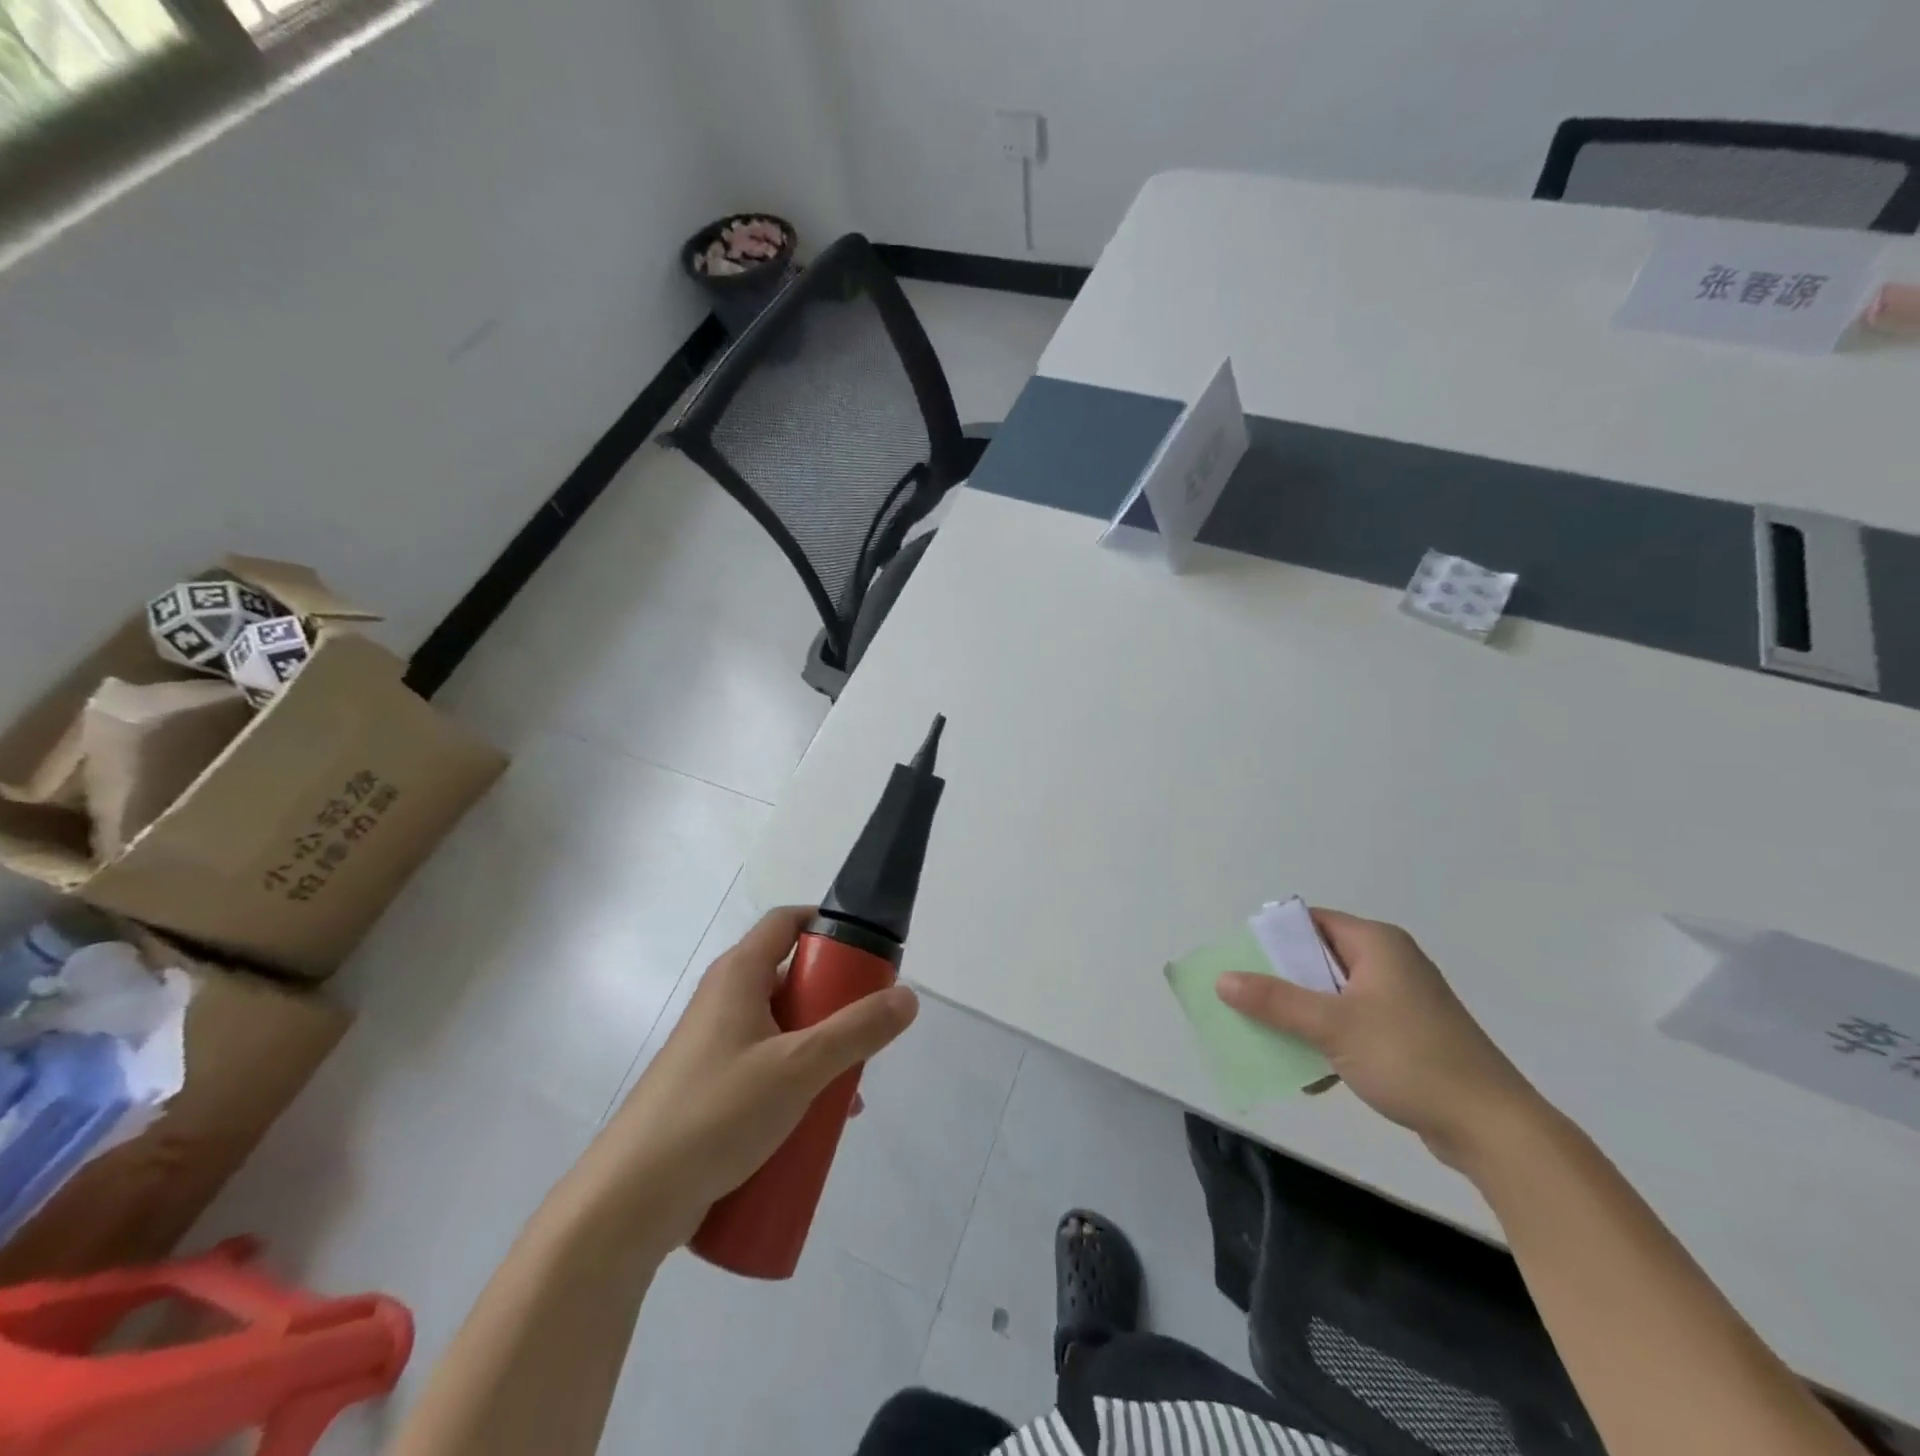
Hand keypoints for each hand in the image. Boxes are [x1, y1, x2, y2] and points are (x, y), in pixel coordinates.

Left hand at [597, 906, 919, 1248]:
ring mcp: (714, 1047)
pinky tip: (819, 1122)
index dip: (828, 925)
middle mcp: (724, 1001)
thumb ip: (857, 1031)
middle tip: (867, 1030)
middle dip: (835, 1003)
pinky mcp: (711, 1090)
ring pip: (782, 1029)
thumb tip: (908, 997)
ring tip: (850, 1089)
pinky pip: (765, 1069)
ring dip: (820, 1050)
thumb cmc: (716, 1113)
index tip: (868, 954)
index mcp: (738, 976)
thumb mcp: (799, 1068)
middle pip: (791, 978)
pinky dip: (796, 1082)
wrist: (629, 1202)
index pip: (787, 922)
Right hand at [1215, 909, 1542, 1168]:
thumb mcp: (1332, 1026)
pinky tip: (1310, 1074)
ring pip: (1332, 997)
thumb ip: (1274, 1001)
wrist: (1494, 1129)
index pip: (1311, 922)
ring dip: (1301, 1018)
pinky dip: (1328, 1042)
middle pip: (1318, 960)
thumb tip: (1222, 979)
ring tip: (1268, 1040)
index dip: (1273, 938)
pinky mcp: (1408, 1037)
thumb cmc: (1410, 1059)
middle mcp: (1390, 963)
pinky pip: (1353, 1026)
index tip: (1240, 962)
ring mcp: (1401, 1001)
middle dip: (1280, 983)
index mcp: (1377, 944)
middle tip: (1244, 1001)